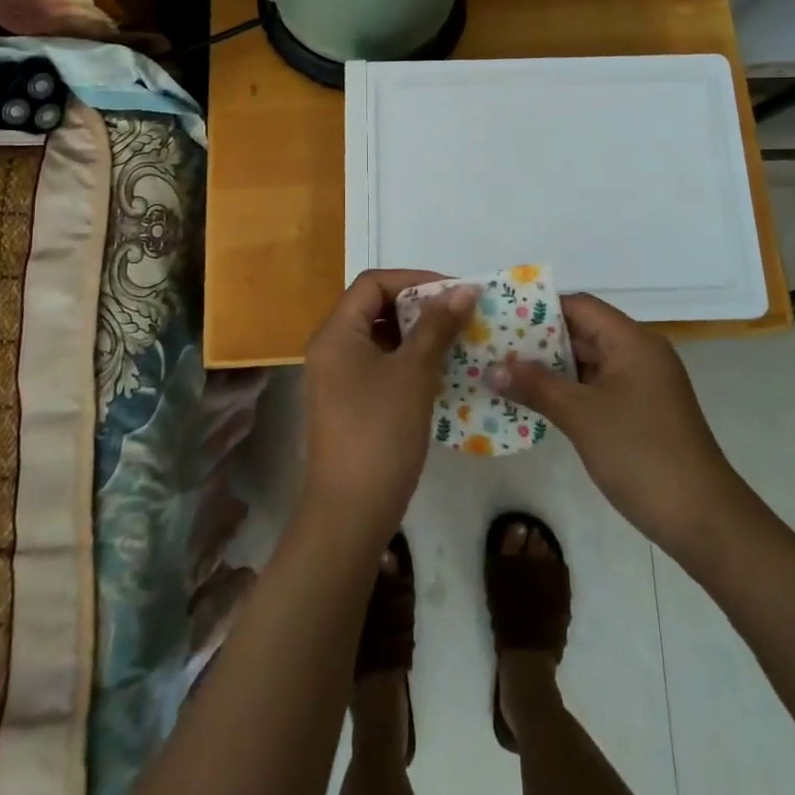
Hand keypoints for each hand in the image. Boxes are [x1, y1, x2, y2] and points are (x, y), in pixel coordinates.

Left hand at [300, 270, 479, 544]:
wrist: (350, 514)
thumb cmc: (379, 433)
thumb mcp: (413, 373)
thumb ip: (437, 326)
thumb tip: (464, 290)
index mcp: (336, 333)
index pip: (373, 283)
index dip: (415, 280)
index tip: (454, 292)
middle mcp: (331, 349)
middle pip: (375, 307)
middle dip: (420, 307)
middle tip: (460, 315)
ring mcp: (337, 379)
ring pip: (381, 338)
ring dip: (418, 335)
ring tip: (457, 341)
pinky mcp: (349, 404)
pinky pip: (381, 366)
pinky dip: (409, 361)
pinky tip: (440, 373)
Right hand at [490, 294, 757, 565]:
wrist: (703, 519)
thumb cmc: (641, 454)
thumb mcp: (581, 416)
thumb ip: (535, 386)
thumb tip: (491, 368)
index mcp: (632, 341)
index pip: (579, 306)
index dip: (539, 308)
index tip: (500, 315)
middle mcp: (639, 353)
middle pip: (583, 332)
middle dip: (538, 340)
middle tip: (493, 345)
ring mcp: (643, 384)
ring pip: (589, 363)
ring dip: (551, 368)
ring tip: (504, 372)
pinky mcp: (642, 412)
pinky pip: (598, 388)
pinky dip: (568, 391)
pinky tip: (534, 402)